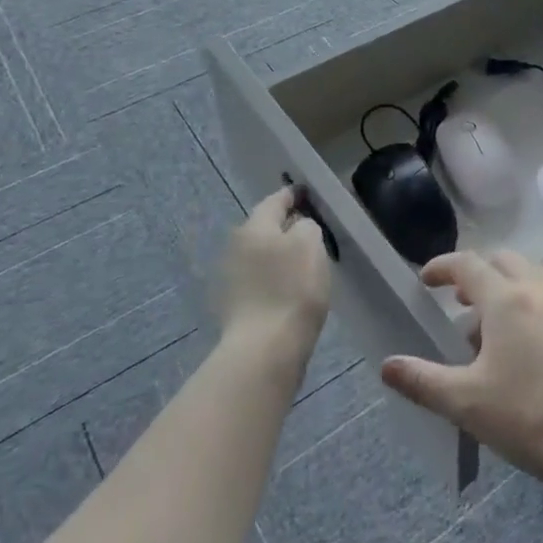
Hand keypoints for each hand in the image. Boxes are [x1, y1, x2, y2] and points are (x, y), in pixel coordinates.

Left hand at [214, 186, 331, 359]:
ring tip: (303, 259)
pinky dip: (274, 278)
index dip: (293, 194)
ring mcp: (232, 279)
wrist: (265, 349)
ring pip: (260, 254)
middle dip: (285, 225)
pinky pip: (259, 280)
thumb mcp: (310, 243)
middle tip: (310, 227)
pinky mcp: (236, 306)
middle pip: (264, 227)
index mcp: (254, 227)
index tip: (307, 192)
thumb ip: (306, 225)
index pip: (275, 201)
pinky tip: (289, 288)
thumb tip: (298, 227)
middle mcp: (236, 247)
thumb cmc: (292, 289)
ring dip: (278, 253)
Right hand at [380, 251, 542, 493]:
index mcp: (507, 299)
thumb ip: (423, 380)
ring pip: (530, 279)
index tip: (424, 280)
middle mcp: (539, 293)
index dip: (442, 267)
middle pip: (504, 261)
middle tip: (457, 301)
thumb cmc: (528, 416)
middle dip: (476, 273)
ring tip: (485, 330)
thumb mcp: (466, 402)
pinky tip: (520, 352)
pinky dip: (526, 308)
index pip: (468, 265)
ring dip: (503, 290)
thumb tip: (387, 366)